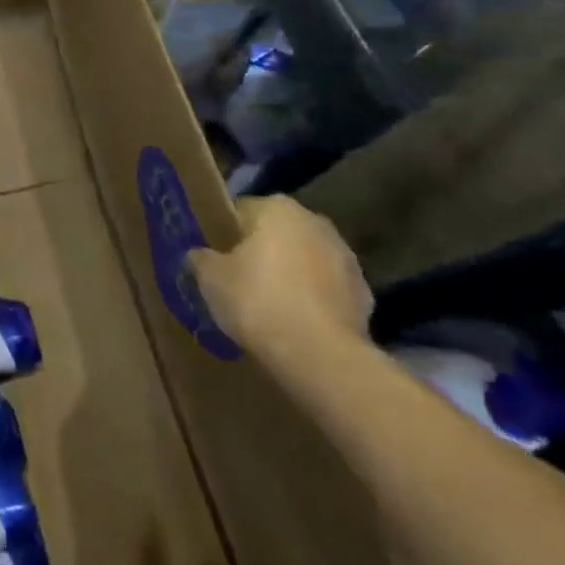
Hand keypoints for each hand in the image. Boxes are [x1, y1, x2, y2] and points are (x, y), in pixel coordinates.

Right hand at [189, 196, 372, 365]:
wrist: (320, 356)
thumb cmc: (258, 301)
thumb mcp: (210, 278)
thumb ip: (201, 259)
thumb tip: (199, 255)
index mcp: (277, 208)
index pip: (240, 210)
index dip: (223, 234)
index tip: (214, 257)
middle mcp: (315, 222)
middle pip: (276, 233)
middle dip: (259, 252)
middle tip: (237, 281)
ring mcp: (345, 257)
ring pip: (304, 260)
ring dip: (289, 275)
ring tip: (267, 307)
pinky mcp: (364, 294)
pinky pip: (325, 290)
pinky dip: (311, 300)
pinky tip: (294, 324)